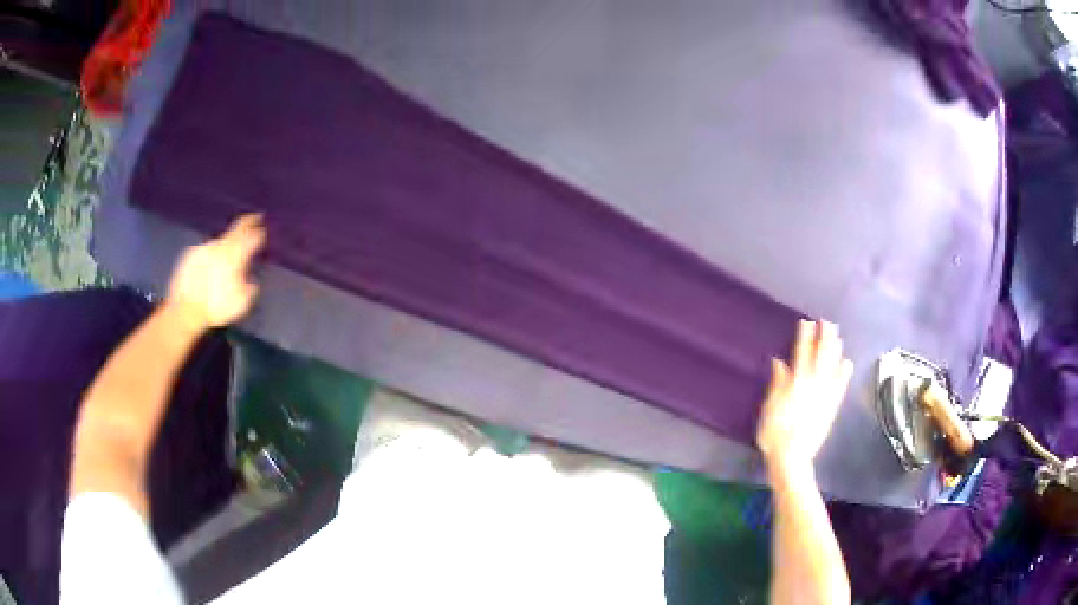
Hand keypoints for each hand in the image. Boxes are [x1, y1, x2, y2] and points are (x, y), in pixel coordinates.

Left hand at [166, 214, 265, 330]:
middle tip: (253, 220)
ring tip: (227, 254)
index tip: (262, 226)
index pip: (250, 235)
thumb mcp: (240, 304)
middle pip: (235, 231)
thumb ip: (249, 288)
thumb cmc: (215, 308)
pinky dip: (211, 255)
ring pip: (220, 243)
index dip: (258, 230)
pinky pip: (206, 251)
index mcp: (235, 256)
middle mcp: (220, 246)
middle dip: (245, 225)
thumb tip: (252, 281)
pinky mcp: (191, 254)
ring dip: (226, 246)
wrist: (185, 310)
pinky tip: (209, 267)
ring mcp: (204, 248)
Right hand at [757, 320, 853, 475]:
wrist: (792, 457)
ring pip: (832, 368)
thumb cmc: (775, 434)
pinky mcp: (831, 408)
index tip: (807, 322)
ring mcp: (825, 396)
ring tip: (837, 336)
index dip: (805, 337)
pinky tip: (847, 363)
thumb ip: (777, 384)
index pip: (801, 354)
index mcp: (796, 383)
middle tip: (827, 322)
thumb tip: (779, 362)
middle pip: (821, 357)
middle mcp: (813, 385)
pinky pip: (840, 387)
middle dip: (824, 338)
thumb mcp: (769, 408)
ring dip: (835, 351)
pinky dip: (844, 374)